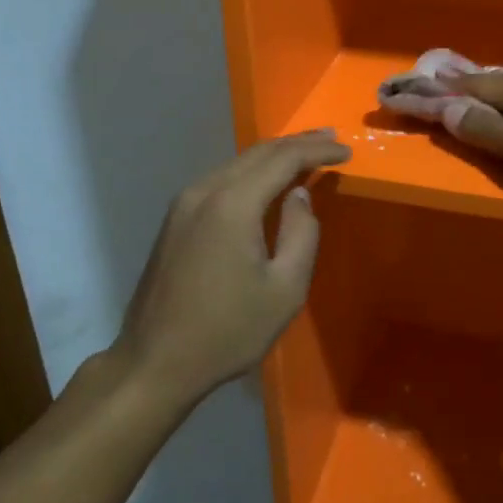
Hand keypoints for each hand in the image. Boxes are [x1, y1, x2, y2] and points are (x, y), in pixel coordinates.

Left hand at [112, 130, 350, 406]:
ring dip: (273, 157)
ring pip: (237, 164)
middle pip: (258, 153)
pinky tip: (267, 182)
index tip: (348, 151)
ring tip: (306, 155)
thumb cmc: (227, 331)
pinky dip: (251, 174)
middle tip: (331, 140)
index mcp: (232, 204)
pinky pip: (221, 181)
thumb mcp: (284, 290)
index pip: (283, 159)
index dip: (318, 151)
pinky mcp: (175, 219)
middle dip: (297, 143)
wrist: (154, 363)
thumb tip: (300, 196)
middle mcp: (204, 190)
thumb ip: (302, 234)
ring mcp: (184, 203)